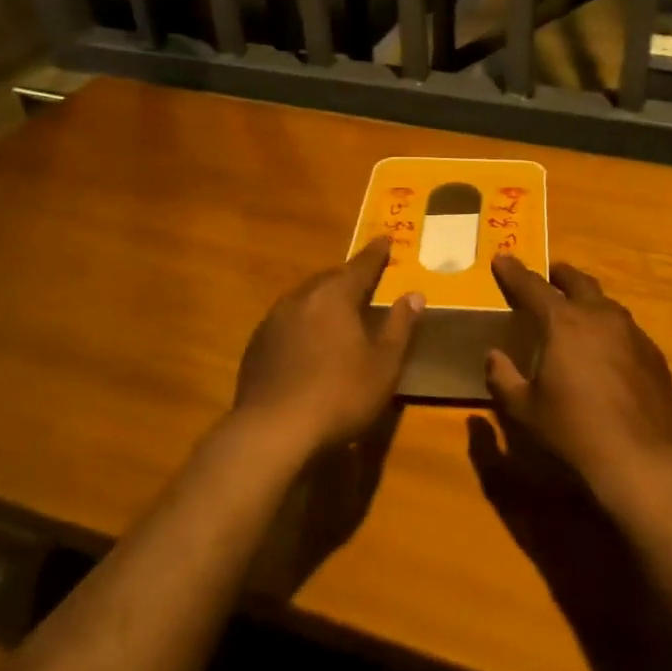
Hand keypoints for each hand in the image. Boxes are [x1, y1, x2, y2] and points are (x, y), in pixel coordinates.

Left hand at [230, 238, 423, 456]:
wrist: (273, 431)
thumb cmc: (340, 394)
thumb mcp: (384, 364)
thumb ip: (400, 326)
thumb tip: (414, 295)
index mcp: (334, 296)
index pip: (360, 266)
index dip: (376, 254)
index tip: (385, 239)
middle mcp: (300, 299)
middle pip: (329, 279)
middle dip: (348, 277)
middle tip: (364, 279)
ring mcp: (272, 322)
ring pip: (304, 300)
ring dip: (323, 301)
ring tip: (338, 312)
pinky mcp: (256, 347)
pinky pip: (287, 323)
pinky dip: (303, 324)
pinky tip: (309, 344)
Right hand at [486, 255, 671, 491]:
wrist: (641, 458)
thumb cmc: (573, 430)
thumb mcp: (525, 408)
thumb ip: (503, 377)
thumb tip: (494, 356)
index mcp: (564, 322)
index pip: (533, 287)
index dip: (514, 272)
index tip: (502, 258)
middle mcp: (601, 317)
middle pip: (578, 282)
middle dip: (560, 275)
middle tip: (548, 275)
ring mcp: (633, 334)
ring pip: (606, 304)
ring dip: (588, 301)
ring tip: (577, 312)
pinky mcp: (654, 355)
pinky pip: (627, 331)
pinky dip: (610, 330)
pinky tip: (606, 351)